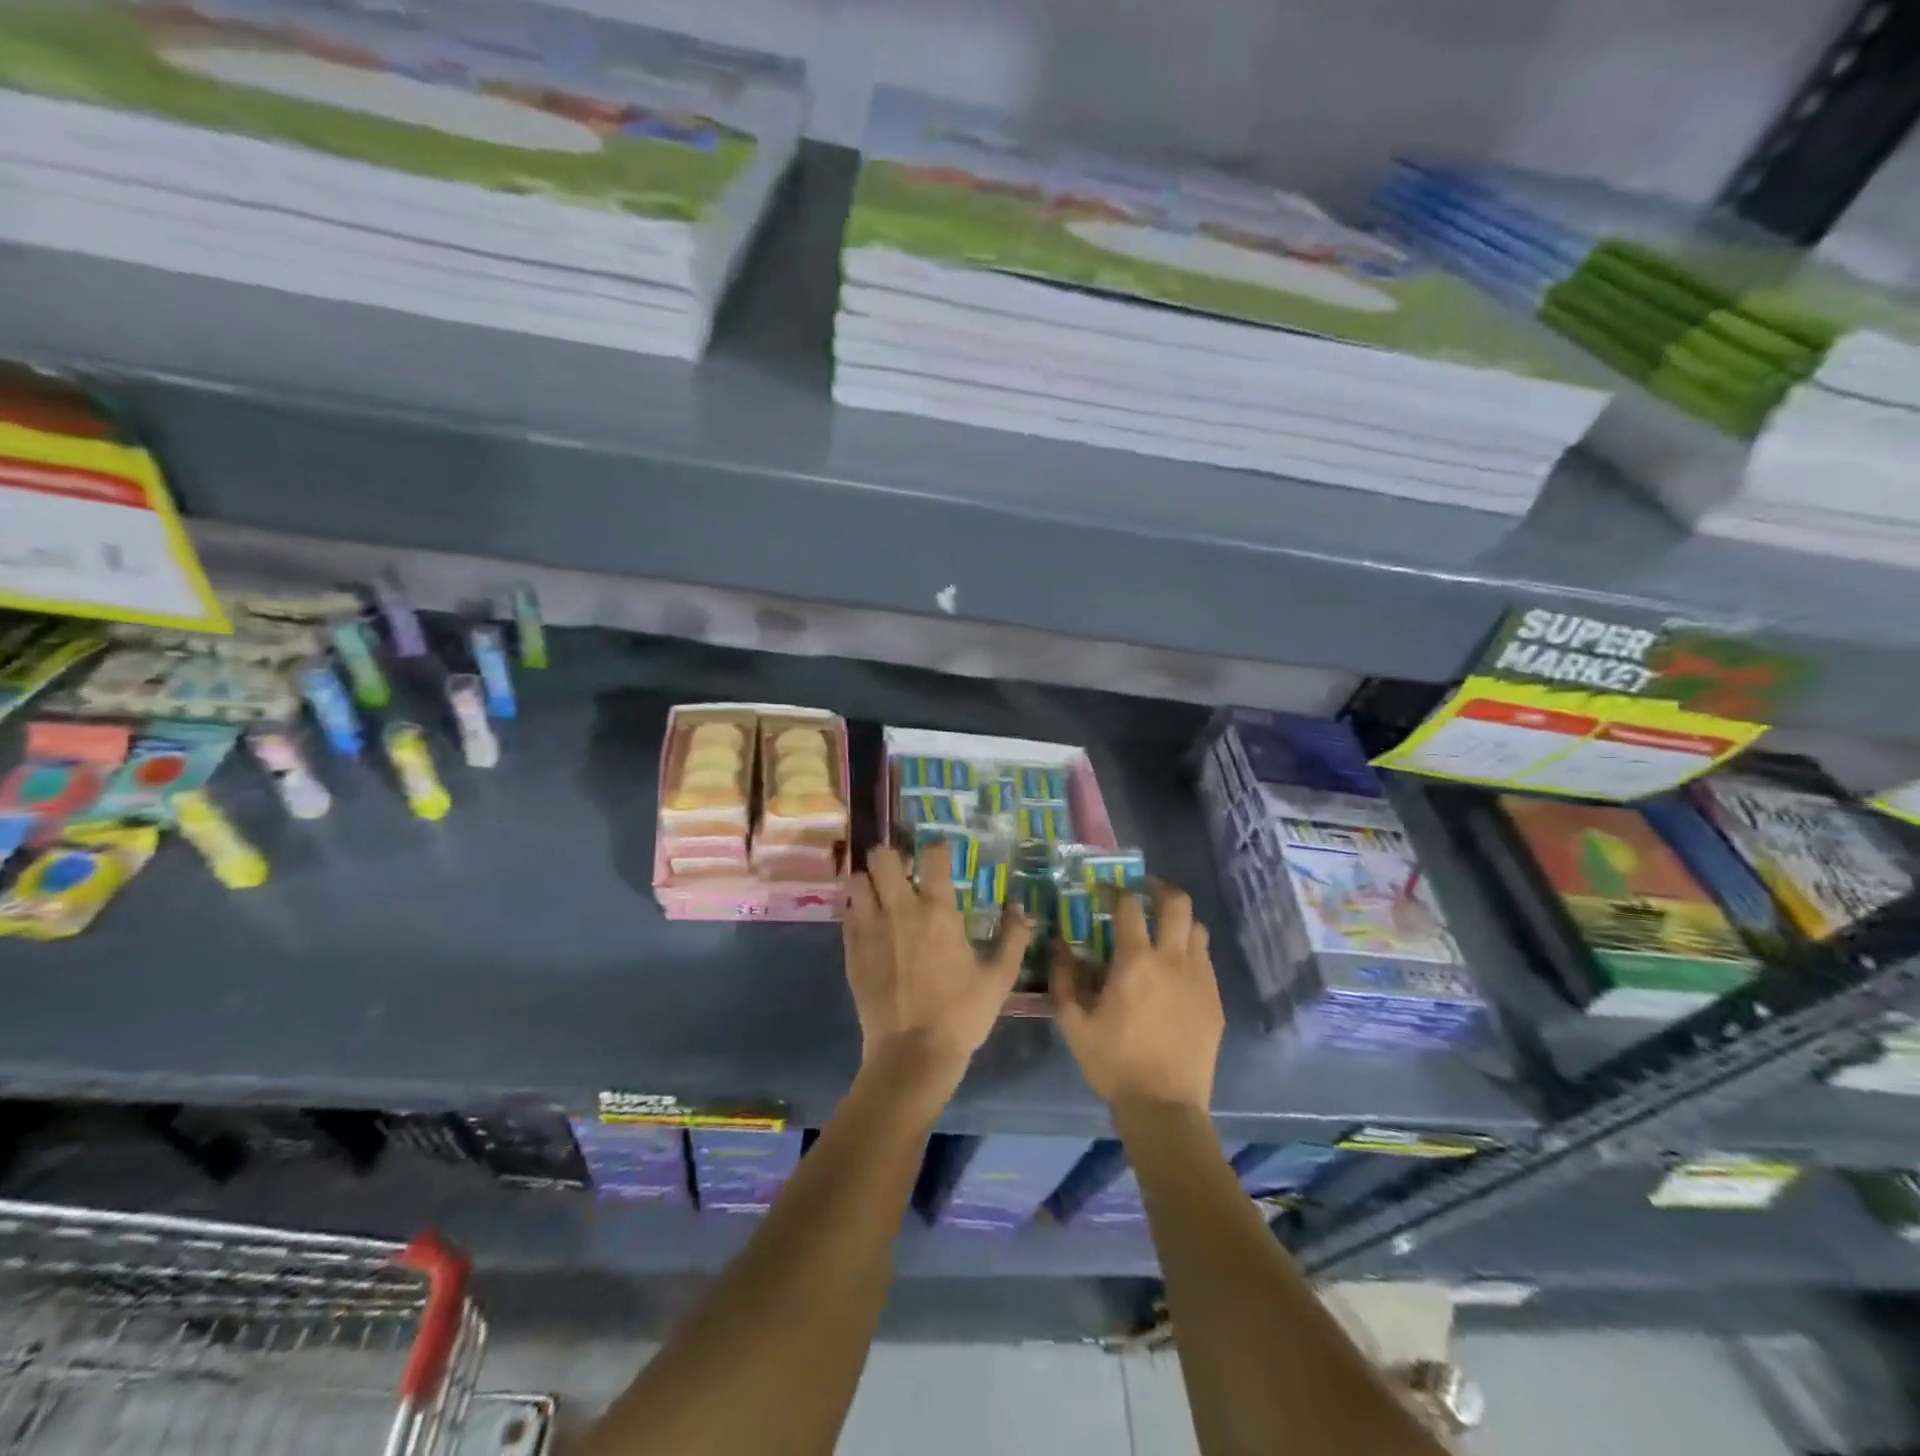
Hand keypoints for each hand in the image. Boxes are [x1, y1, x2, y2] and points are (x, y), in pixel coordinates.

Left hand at [843, 843, 1031, 1108]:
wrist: (911, 1056)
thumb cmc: (961, 1015)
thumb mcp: (999, 979)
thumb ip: (1013, 939)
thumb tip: (1021, 909)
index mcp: (937, 912)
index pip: (933, 857)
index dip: (938, 848)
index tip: (942, 853)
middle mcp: (899, 910)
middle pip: (882, 857)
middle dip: (891, 856)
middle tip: (903, 870)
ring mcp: (870, 929)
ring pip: (857, 881)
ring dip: (868, 880)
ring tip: (881, 892)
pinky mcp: (851, 950)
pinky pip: (847, 913)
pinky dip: (857, 909)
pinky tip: (870, 922)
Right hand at [1050, 881, 1221, 1112]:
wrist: (1165, 1107)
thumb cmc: (1113, 1064)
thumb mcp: (1073, 1023)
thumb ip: (1064, 978)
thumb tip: (1059, 944)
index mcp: (1135, 962)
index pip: (1128, 906)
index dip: (1116, 891)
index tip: (1105, 890)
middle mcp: (1172, 960)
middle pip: (1176, 903)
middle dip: (1159, 889)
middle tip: (1143, 892)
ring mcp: (1199, 979)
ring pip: (1196, 928)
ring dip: (1178, 920)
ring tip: (1161, 929)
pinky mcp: (1214, 999)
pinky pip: (1205, 959)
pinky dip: (1189, 950)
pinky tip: (1175, 969)